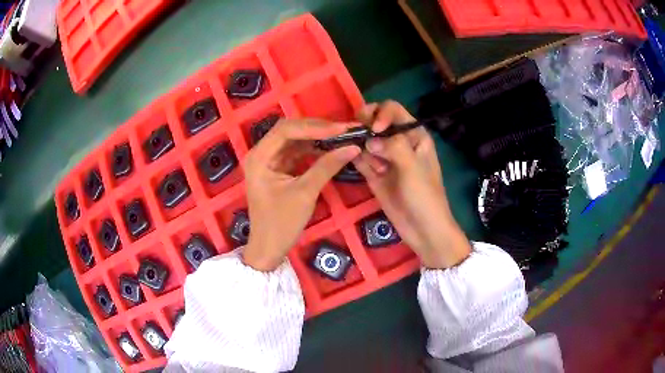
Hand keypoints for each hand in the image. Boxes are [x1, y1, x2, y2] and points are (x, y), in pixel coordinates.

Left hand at [242, 119, 360, 270]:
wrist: (269, 247)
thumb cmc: (281, 223)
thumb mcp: (305, 193)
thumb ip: (327, 166)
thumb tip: (352, 147)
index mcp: (259, 157)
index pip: (286, 130)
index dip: (314, 127)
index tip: (340, 129)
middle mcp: (262, 153)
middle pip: (290, 130)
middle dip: (317, 129)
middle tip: (344, 129)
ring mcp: (270, 160)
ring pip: (295, 139)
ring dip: (317, 137)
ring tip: (342, 135)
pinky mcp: (279, 168)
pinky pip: (297, 151)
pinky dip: (314, 149)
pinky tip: (331, 147)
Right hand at [353, 101, 470, 268]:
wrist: (423, 230)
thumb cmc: (425, 197)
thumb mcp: (413, 168)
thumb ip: (393, 146)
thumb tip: (368, 138)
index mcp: (414, 135)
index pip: (393, 110)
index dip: (380, 113)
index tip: (374, 129)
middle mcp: (398, 142)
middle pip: (375, 122)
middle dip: (365, 127)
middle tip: (358, 138)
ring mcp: (385, 158)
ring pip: (365, 140)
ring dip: (359, 145)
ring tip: (366, 163)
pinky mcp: (374, 173)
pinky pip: (360, 158)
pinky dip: (354, 157)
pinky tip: (354, 161)